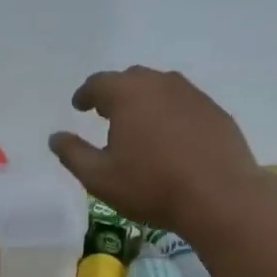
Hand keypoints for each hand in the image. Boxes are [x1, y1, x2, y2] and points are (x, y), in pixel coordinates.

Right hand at [48, 66, 264, 235]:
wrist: (221, 197)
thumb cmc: (152, 186)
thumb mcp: (100, 178)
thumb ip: (73, 154)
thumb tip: (55, 137)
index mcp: (128, 93)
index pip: (98, 83)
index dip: (85, 94)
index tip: (80, 106)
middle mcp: (161, 84)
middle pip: (132, 79)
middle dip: (116, 93)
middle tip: (107, 113)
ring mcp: (193, 95)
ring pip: (162, 88)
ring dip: (147, 101)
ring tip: (141, 124)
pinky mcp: (216, 112)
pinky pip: (186, 105)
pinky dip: (173, 114)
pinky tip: (174, 138)